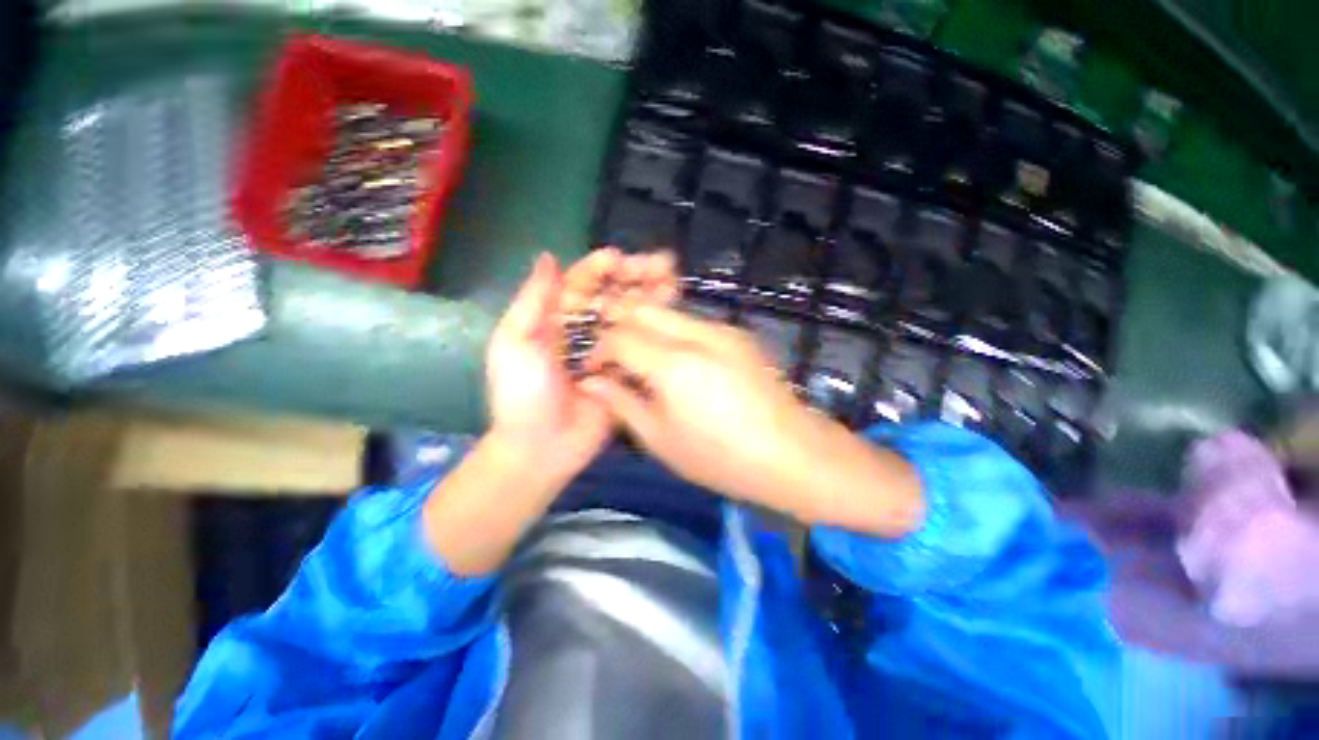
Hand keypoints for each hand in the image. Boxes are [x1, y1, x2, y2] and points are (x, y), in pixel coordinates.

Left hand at [484, 248, 680, 478]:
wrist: (541, 447)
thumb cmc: (522, 393)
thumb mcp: (514, 342)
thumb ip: (532, 300)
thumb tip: (548, 258)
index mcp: (556, 320)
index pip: (580, 285)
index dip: (598, 268)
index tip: (618, 258)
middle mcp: (586, 331)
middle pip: (612, 296)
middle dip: (633, 277)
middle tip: (658, 263)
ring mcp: (610, 352)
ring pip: (631, 316)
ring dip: (650, 295)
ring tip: (671, 277)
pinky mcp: (627, 372)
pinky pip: (643, 345)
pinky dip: (658, 328)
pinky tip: (674, 311)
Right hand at [581, 305, 921, 535]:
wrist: (795, 454)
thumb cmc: (721, 457)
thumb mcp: (661, 439)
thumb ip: (622, 403)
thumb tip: (592, 382)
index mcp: (674, 364)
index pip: (619, 335)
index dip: (599, 350)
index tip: (595, 371)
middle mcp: (697, 334)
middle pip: (642, 309)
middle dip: (619, 327)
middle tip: (615, 360)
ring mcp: (723, 329)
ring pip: (668, 312)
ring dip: (646, 329)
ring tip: (644, 362)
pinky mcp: (738, 335)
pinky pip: (692, 323)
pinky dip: (672, 334)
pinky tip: (678, 365)